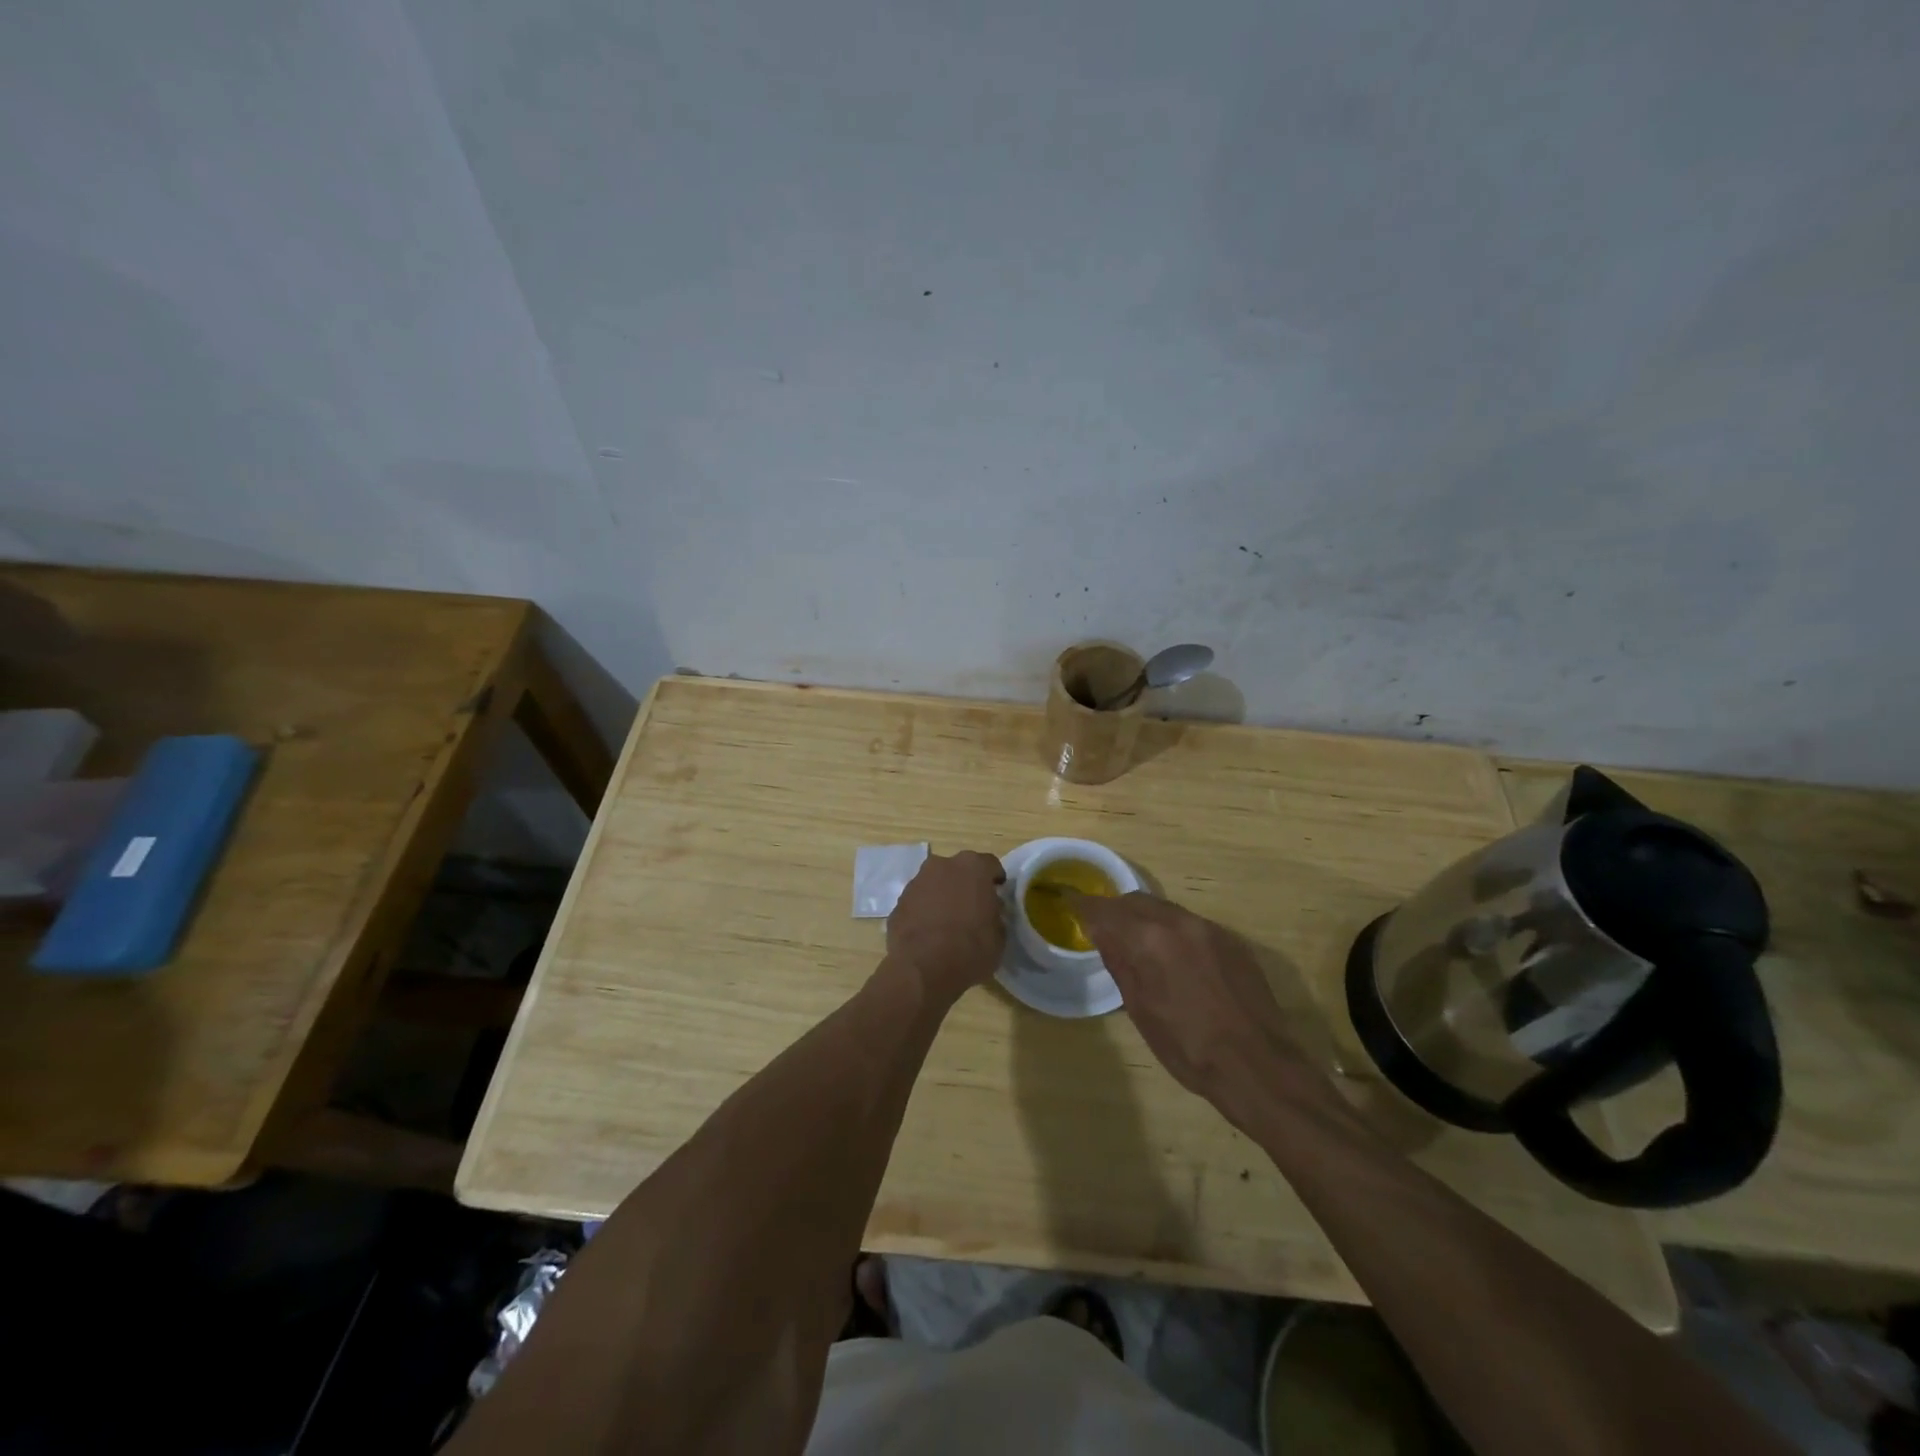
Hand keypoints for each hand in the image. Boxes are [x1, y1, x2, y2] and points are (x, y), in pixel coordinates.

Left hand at [886, 851, 1006, 1002]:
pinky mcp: (898, 903)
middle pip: (958, 870)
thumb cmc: (971, 949)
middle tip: (972, 908)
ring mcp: (916, 882)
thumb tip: (989, 912)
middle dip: (965, 885)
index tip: (997, 894)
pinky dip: (924, 912)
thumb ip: (995, 915)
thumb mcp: (999, 936)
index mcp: (972, 867)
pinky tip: (928, 934)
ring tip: (948, 923)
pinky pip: (917, 903)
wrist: (923, 969)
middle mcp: (942, 866)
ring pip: (935, 884)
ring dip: (942, 897)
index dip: (994, 879)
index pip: (989, 865)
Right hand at [1070, 892, 1333, 1127]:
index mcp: (1149, 939)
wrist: (1257, 1065)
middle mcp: (1179, 922)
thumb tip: (1101, 934)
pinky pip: (1191, 923)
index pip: (1105, 910)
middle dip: (1116, 911)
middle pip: (1136, 901)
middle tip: (1102, 929)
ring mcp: (1210, 928)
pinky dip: (1173, 931)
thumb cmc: (1188, 1047)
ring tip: (1137, 944)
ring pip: (1165, 909)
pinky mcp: (1232, 940)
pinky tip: (1174, 959)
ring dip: (1145, 919)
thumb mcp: (1140, 1009)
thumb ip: (1119, 962)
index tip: (1070, 904)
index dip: (1084, 906)